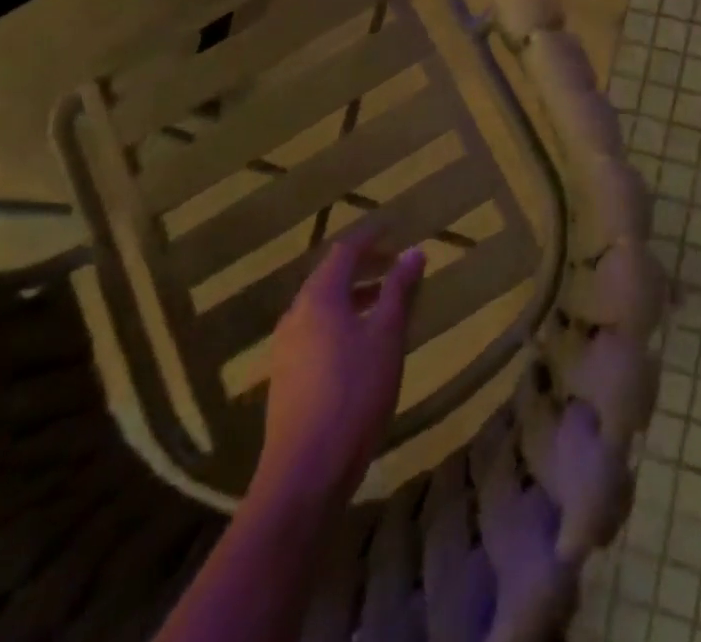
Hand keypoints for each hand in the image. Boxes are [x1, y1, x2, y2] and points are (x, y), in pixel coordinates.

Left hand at [253, 226, 425, 510]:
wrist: (305, 473)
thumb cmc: (354, 393)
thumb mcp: (386, 336)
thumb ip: (398, 290)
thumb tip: (414, 252)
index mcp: (319, 298)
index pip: (344, 251)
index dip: (370, 237)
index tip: (393, 227)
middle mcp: (296, 315)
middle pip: (330, 277)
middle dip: (363, 266)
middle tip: (394, 263)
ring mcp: (285, 348)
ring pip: (322, 306)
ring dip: (353, 295)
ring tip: (384, 301)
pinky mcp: (285, 377)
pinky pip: (315, 330)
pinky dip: (341, 320)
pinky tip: (361, 342)